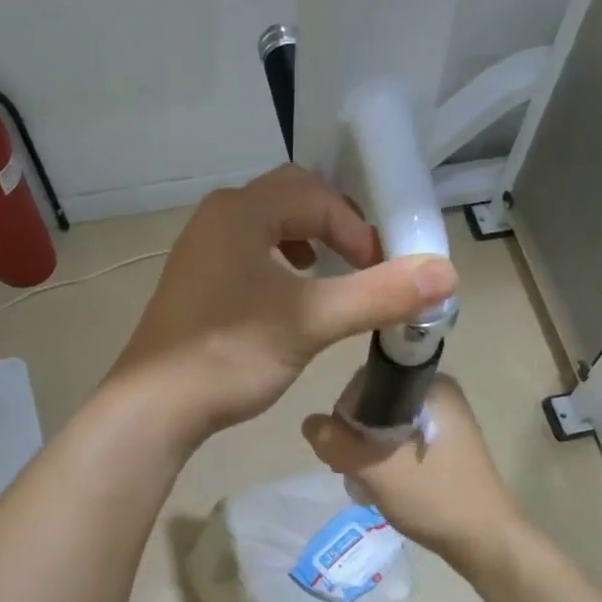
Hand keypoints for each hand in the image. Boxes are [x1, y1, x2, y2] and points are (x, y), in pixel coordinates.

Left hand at [110, 165, 455, 447]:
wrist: (155, 406)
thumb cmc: (232, 355)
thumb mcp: (312, 322)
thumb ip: (379, 295)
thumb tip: (446, 274)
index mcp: (241, 211)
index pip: (316, 195)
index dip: (358, 229)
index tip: (381, 271)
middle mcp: (216, 217)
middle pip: (290, 200)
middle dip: (334, 227)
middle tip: (362, 264)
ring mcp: (199, 249)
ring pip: (267, 227)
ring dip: (307, 244)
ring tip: (328, 277)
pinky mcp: (194, 281)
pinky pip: (247, 254)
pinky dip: (279, 265)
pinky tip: (287, 301)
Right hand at [301, 374, 519, 570]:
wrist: (485, 540)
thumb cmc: (434, 498)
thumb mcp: (376, 469)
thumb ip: (336, 443)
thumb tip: (309, 423)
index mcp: (430, 387)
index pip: (368, 381)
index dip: (345, 412)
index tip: (342, 447)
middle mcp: (439, 395)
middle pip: (374, 403)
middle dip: (355, 436)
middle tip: (353, 470)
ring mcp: (444, 421)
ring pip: (385, 425)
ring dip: (368, 452)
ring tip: (368, 483)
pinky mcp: (444, 445)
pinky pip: (400, 440)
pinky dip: (385, 459)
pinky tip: (384, 485)